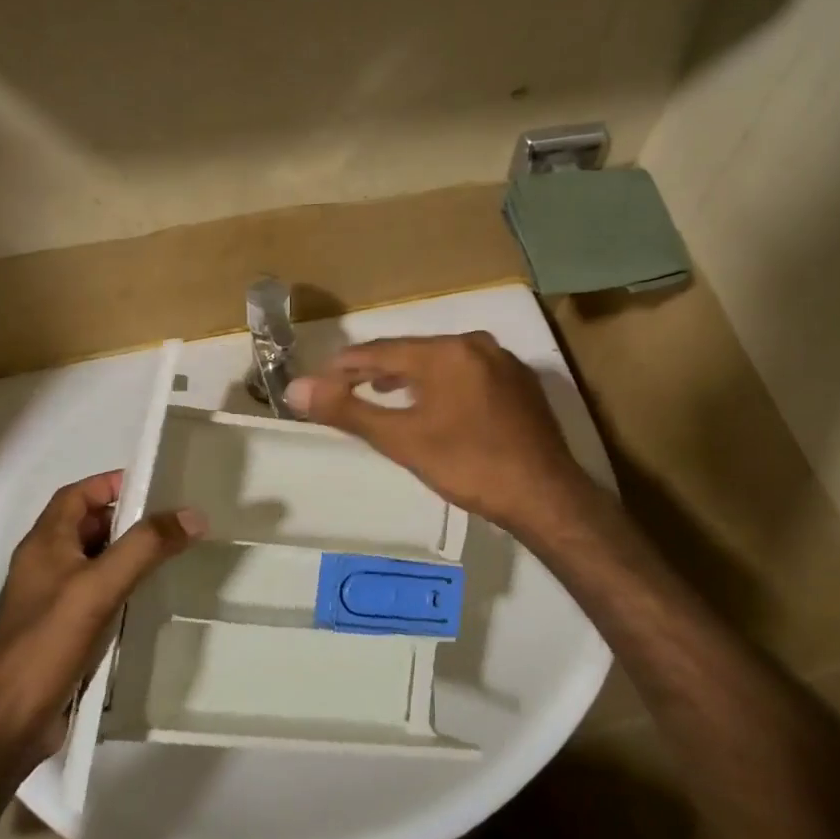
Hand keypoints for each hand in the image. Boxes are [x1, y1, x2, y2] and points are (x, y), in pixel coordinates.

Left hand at [0, 471, 202, 758]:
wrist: (7, 721)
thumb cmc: (48, 642)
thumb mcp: (100, 586)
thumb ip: (145, 547)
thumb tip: (193, 514)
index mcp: (43, 544)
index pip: (75, 495)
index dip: (109, 484)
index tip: (153, 486)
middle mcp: (43, 566)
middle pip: (86, 526)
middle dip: (126, 519)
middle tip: (171, 522)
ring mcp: (49, 601)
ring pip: (92, 562)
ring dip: (126, 554)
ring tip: (169, 556)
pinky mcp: (59, 632)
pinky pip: (94, 595)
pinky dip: (120, 587)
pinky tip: (146, 600)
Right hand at [283, 332, 595, 537]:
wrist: (544, 494)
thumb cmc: (468, 465)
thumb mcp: (402, 439)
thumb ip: (348, 410)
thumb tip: (295, 389)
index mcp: (446, 351)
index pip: (382, 351)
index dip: (347, 365)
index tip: (321, 378)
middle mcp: (477, 344)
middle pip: (414, 351)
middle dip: (378, 369)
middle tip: (348, 386)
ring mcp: (504, 361)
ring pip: (443, 361)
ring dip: (411, 376)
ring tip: (385, 393)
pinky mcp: (521, 383)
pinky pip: (470, 373)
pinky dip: (444, 384)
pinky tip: (437, 404)